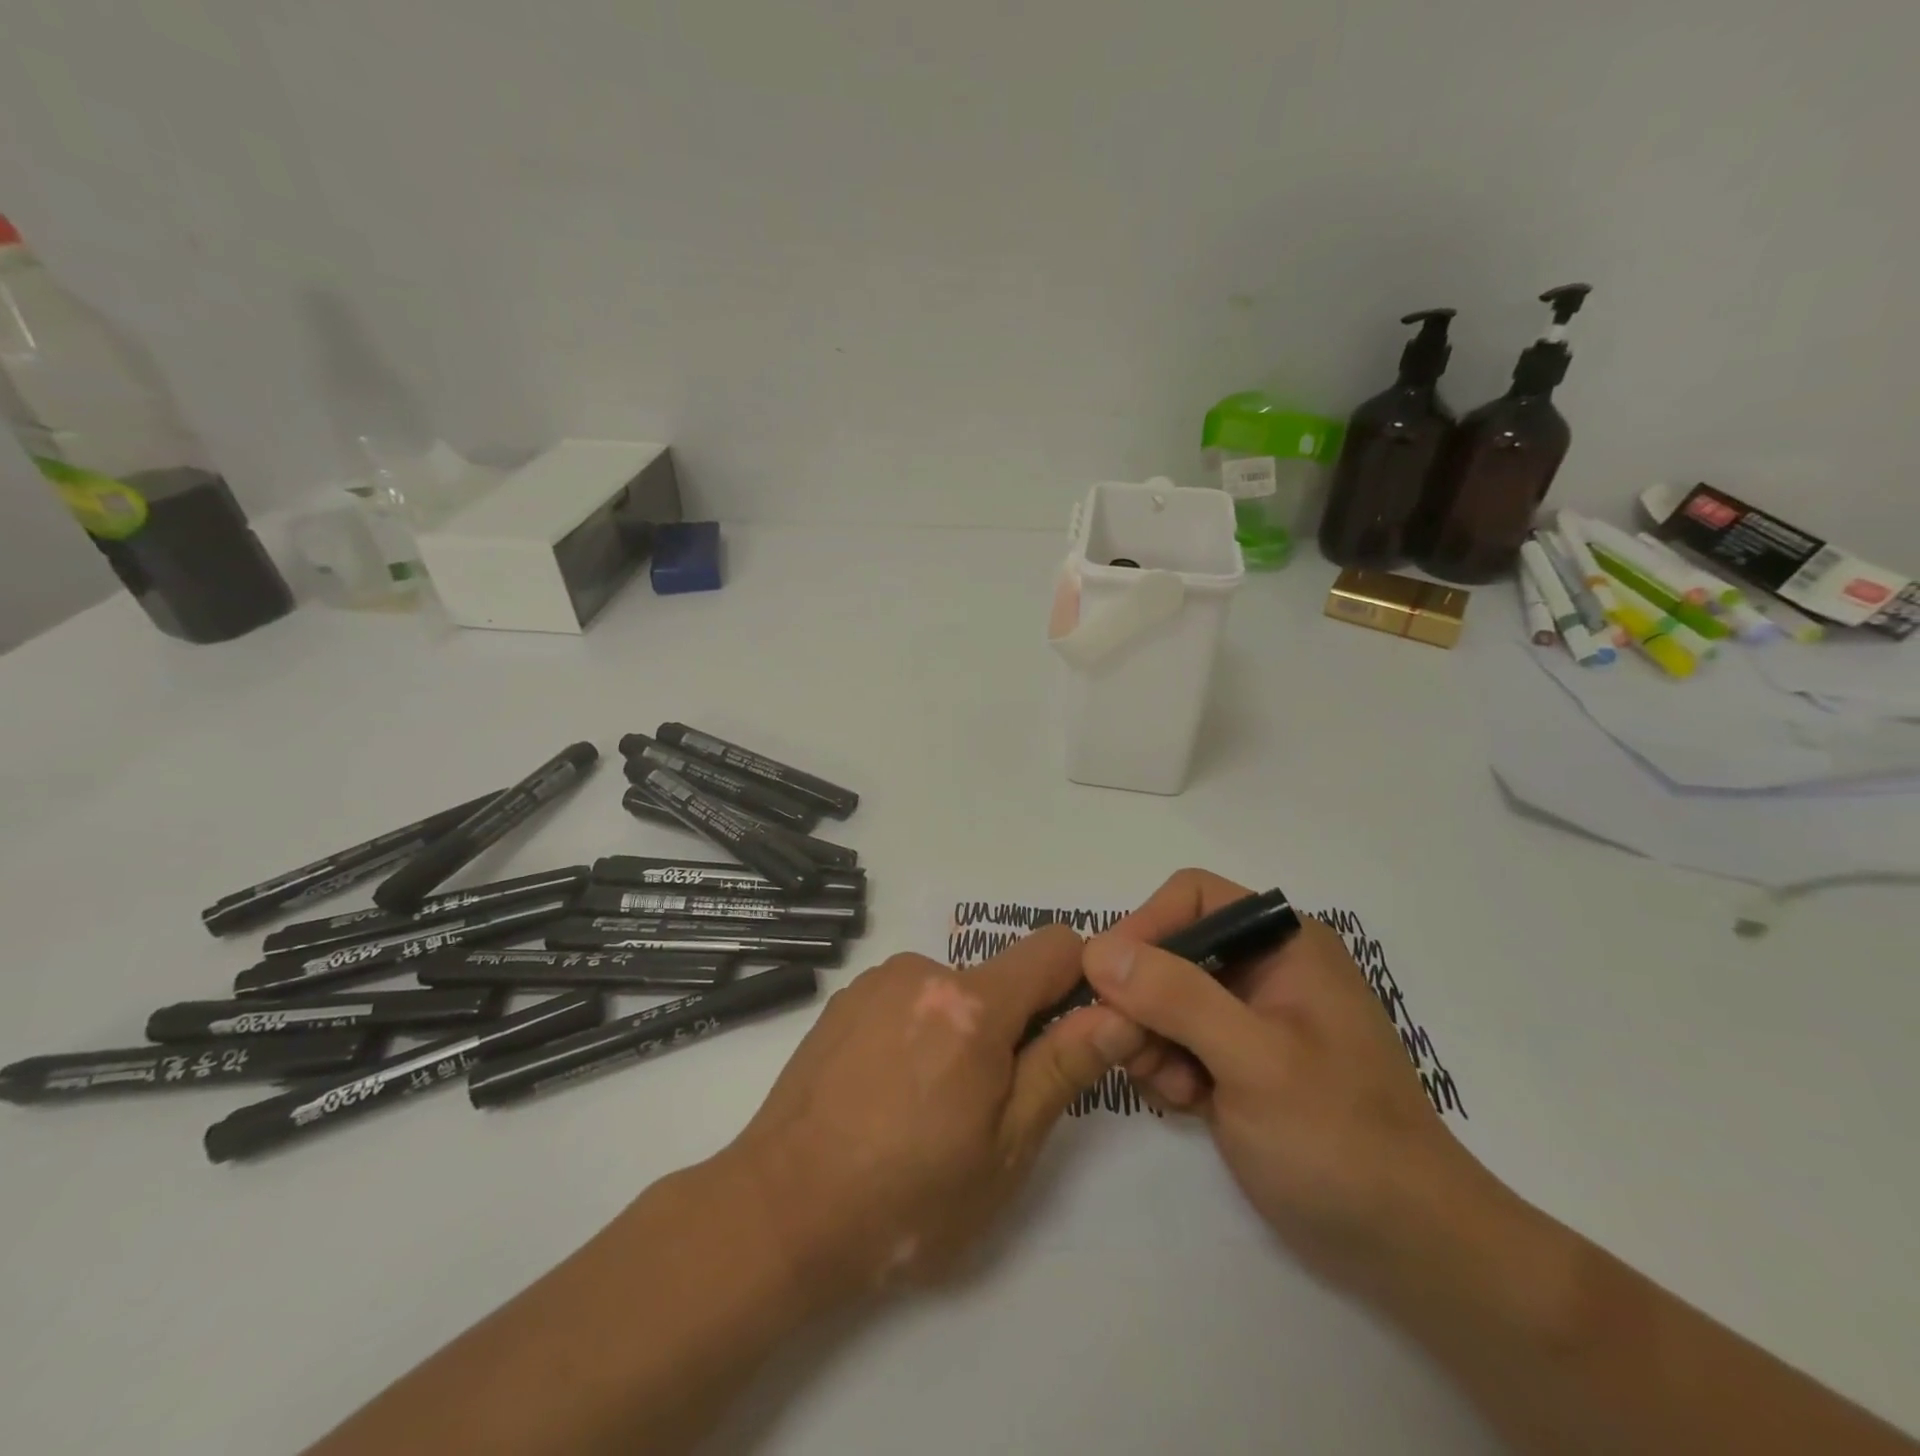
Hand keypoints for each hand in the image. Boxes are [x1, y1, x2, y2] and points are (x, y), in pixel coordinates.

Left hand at [727, 926, 1131, 1304]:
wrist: (779, 1211)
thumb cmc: (906, 1197)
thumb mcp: (1005, 1149)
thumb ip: (1064, 1067)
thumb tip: (1120, 1012)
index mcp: (972, 1004)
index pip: (1054, 947)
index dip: (1079, 980)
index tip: (1074, 1032)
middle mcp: (923, 970)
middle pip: (999, 977)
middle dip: (1012, 1025)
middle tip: (987, 1103)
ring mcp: (877, 980)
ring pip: (952, 991)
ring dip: (960, 1030)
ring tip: (927, 1105)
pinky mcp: (844, 998)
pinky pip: (908, 998)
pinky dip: (918, 1030)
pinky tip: (887, 1092)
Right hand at [1078, 869, 1502, 1303]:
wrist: (1406, 1246)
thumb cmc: (1339, 1139)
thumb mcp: (1255, 1061)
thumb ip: (1176, 997)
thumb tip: (1097, 950)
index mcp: (1282, 943)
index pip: (1191, 898)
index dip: (1144, 928)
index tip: (1104, 982)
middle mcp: (1263, 967)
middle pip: (1169, 949)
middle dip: (1142, 999)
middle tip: (1131, 1050)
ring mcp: (1249, 1016)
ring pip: (1162, 998)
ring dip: (1150, 1040)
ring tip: (1174, 1090)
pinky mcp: (1237, 1060)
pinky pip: (1174, 1040)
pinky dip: (1166, 1068)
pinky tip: (1188, 1105)